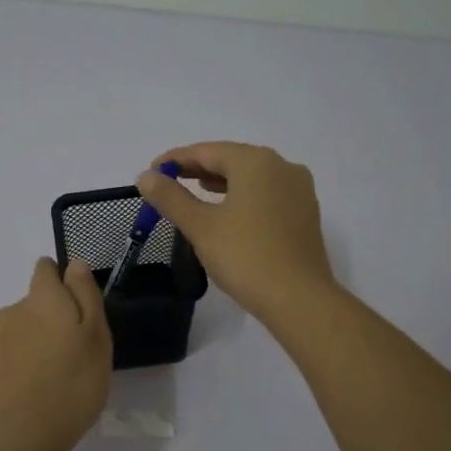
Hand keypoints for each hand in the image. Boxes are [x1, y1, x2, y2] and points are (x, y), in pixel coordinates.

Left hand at [0, 258, 112, 450]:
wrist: (22, 434)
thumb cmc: (72, 381)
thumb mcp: (96, 335)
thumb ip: (85, 295)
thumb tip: (74, 265)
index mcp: (41, 297)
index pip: (46, 269)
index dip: (64, 281)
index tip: (81, 306)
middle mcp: (14, 311)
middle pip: (37, 302)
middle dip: (56, 316)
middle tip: (80, 348)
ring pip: (26, 330)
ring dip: (42, 341)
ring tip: (62, 374)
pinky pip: (16, 355)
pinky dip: (29, 363)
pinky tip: (43, 389)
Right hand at [136, 142, 338, 324]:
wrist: (299, 299)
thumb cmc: (245, 257)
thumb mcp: (200, 226)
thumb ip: (171, 198)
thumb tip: (146, 177)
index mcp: (256, 162)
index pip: (207, 151)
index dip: (176, 159)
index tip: (151, 172)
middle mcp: (282, 167)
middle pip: (232, 159)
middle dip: (198, 169)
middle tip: (168, 182)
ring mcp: (298, 190)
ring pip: (251, 177)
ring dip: (221, 181)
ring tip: (194, 191)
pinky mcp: (304, 213)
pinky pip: (266, 193)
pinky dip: (242, 195)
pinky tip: (227, 210)